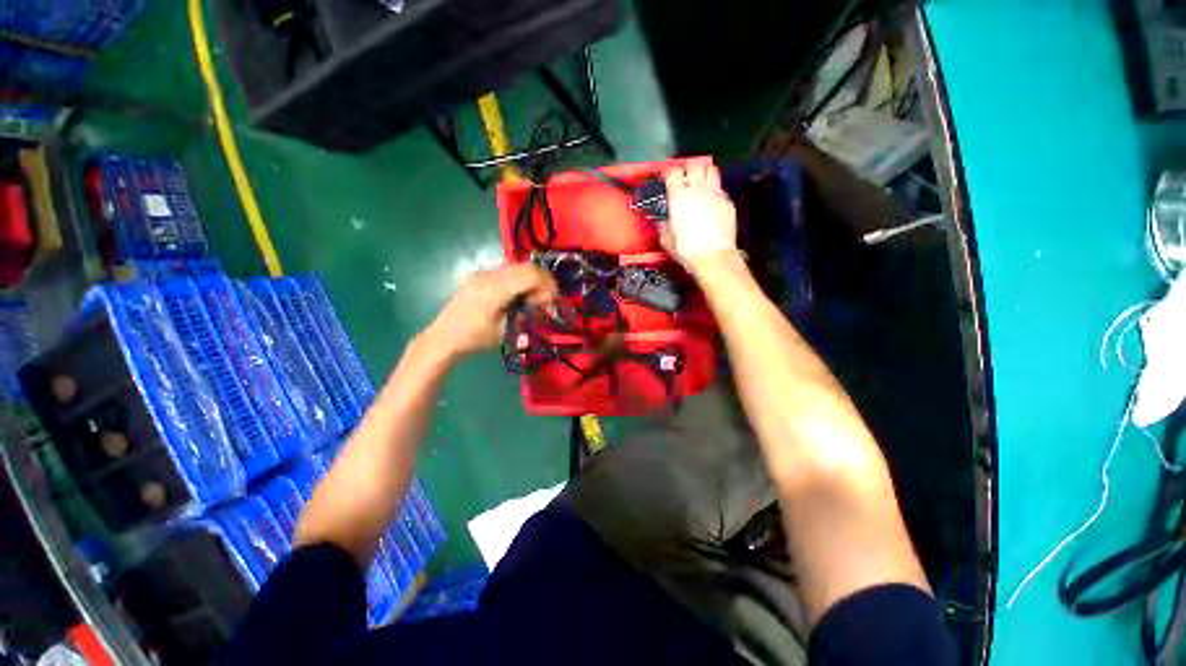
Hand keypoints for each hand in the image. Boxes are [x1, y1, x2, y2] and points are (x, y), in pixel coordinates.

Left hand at [424, 263, 557, 358]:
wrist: (443, 338)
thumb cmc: (475, 339)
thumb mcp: (505, 331)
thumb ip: (524, 313)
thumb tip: (540, 304)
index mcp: (496, 290)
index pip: (531, 275)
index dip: (547, 284)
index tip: (552, 300)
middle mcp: (489, 276)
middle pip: (526, 266)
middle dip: (542, 280)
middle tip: (546, 298)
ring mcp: (482, 274)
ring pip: (516, 267)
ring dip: (529, 279)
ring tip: (531, 298)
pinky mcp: (477, 276)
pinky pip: (504, 272)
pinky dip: (517, 279)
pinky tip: (515, 296)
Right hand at [660, 161, 737, 270]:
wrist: (713, 256)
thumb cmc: (687, 249)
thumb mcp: (667, 240)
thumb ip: (663, 227)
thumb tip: (662, 224)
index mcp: (679, 196)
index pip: (673, 173)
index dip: (669, 172)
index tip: (667, 176)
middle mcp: (697, 189)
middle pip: (694, 165)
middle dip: (688, 167)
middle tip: (684, 174)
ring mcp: (715, 193)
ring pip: (711, 169)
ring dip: (704, 171)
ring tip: (700, 179)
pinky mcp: (727, 202)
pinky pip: (720, 188)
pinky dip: (714, 190)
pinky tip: (711, 200)